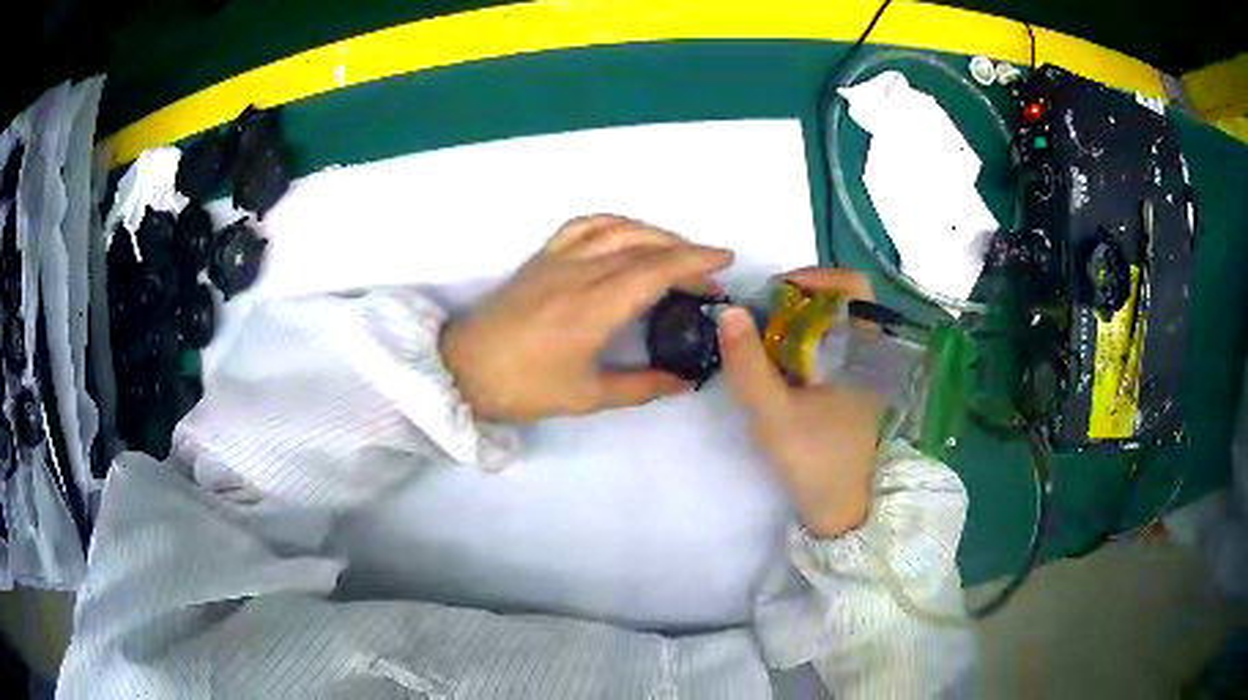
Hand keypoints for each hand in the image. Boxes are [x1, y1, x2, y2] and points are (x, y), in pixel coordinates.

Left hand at [442, 215, 732, 421]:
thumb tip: (683, 382)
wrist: (462, 369)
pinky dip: (614, 223)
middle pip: (643, 246)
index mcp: (593, 308)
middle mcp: (579, 273)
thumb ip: (641, 386)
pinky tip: (627, 234)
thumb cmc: (523, 387)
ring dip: (654, 233)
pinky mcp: (540, 257)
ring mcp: (557, 259)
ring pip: (616, 229)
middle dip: (684, 253)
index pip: (655, 271)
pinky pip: (582, 226)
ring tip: (677, 251)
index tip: (725, 260)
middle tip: (709, 274)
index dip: (695, 261)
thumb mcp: (587, 396)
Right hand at [718, 268, 883, 537]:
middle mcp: (868, 352)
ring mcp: (860, 370)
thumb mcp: (774, 414)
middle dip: (794, 302)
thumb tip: (728, 311)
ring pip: (829, 324)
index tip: (776, 292)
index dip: (816, 276)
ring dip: (794, 324)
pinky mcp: (848, 386)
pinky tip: (774, 365)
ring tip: (759, 341)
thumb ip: (748, 364)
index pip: (853, 286)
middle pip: (836, 301)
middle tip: (758, 318)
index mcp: (864, 351)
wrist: (837, 507)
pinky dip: (799, 344)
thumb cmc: (814, 459)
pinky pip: (826, 347)